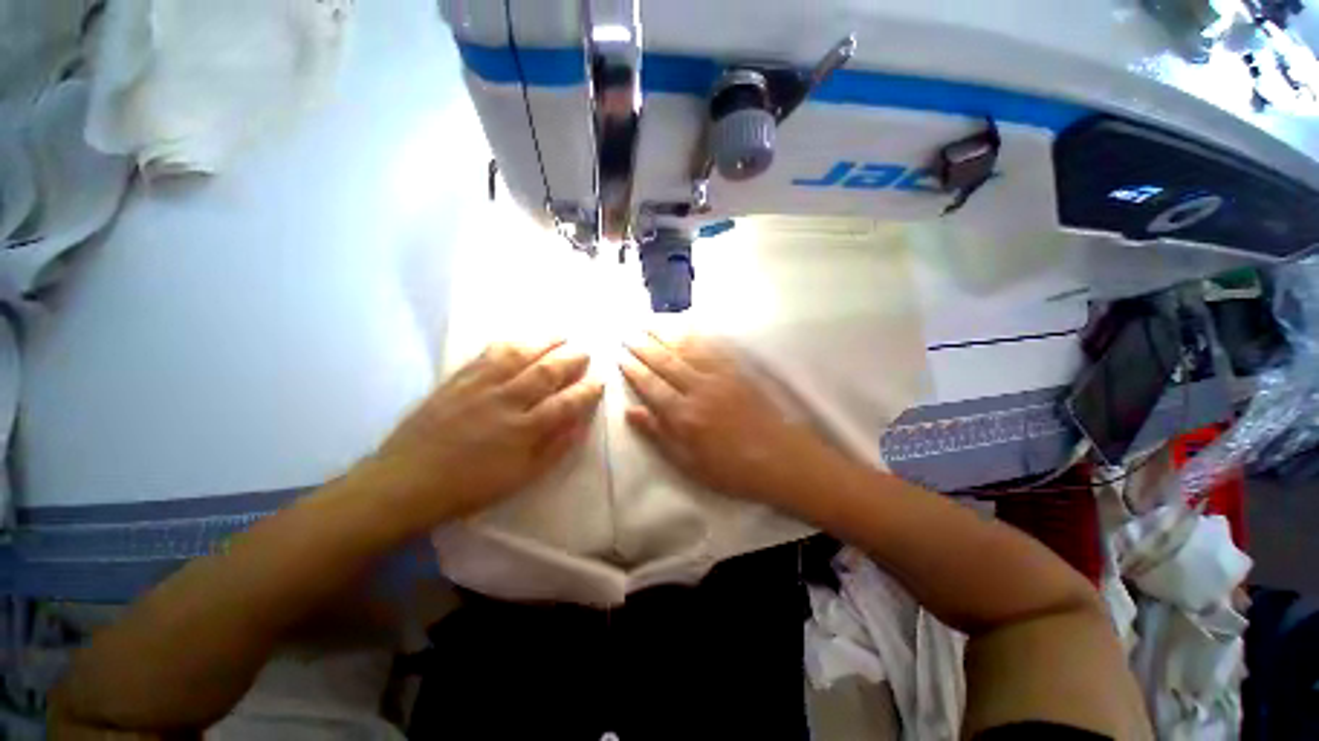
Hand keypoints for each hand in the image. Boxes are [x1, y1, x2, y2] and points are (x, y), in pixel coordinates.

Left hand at [371, 340, 602, 527]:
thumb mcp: (521, 477)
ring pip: (519, 356)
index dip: (587, 390)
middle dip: (571, 360)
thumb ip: (555, 448)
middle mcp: (506, 401)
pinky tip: (519, 341)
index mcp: (523, 430)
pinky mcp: (457, 380)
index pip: (566, 403)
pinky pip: (487, 355)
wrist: (405, 482)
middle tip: (585, 352)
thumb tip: (580, 424)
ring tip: (561, 335)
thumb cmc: (469, 487)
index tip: (599, 381)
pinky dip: (509, 344)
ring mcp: (480, 387)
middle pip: (546, 373)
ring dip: (544, 343)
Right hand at [621, 332, 839, 508]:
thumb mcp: (688, 463)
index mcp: (684, 415)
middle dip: (644, 346)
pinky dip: (697, 335)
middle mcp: (699, 389)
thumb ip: (658, 435)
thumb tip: (630, 412)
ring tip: (649, 322)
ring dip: (666, 334)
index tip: (621, 357)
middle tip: (628, 334)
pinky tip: (688, 326)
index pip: (651, 385)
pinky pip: (714, 348)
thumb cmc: (731, 469)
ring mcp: (720, 377)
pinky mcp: (739, 372)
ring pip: (687, 349)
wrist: (782, 461)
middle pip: (666, 362)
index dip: (634, 370)